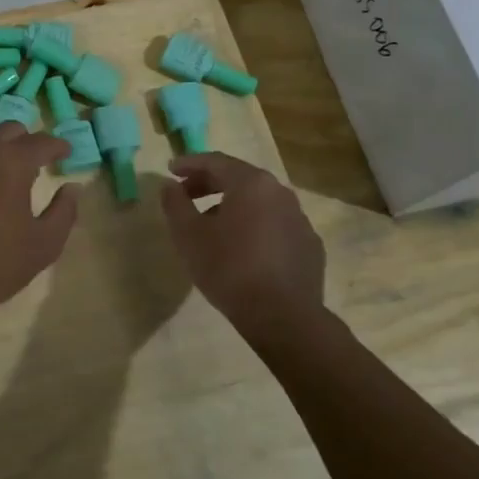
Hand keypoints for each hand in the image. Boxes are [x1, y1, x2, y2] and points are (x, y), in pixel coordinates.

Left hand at [0, 124, 79, 322]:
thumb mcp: (45, 243)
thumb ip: (64, 210)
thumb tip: (72, 188)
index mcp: (11, 163)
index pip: (41, 142)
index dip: (58, 145)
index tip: (66, 152)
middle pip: (7, 131)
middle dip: (25, 140)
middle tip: (36, 161)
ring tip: (7, 177)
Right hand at [160, 152, 326, 329]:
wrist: (283, 316)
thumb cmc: (229, 268)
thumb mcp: (188, 235)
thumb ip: (175, 204)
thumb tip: (170, 186)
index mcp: (251, 183)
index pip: (216, 161)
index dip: (189, 164)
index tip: (170, 170)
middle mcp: (280, 193)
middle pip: (239, 178)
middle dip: (209, 183)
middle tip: (185, 195)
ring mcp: (299, 219)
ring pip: (259, 202)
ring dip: (231, 206)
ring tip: (210, 225)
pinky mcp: (308, 245)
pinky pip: (274, 225)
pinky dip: (254, 226)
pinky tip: (242, 248)